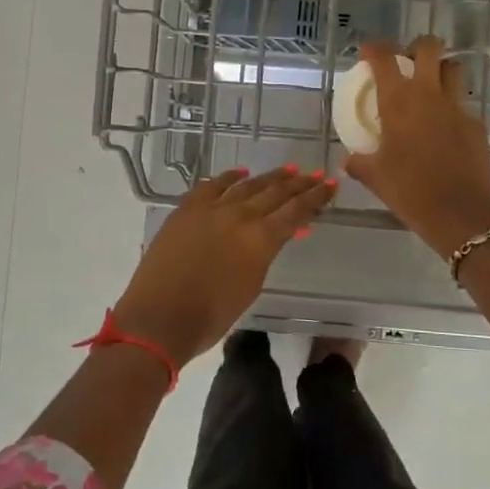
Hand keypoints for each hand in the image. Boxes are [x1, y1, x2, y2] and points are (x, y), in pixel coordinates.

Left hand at [112, 165, 337, 366]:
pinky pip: (212, 185)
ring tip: (288, 170)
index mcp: (261, 239)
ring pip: (247, 185)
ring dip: (269, 178)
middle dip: (298, 183)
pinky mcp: (186, 209)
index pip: (296, 211)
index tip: (330, 185)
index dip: (315, 198)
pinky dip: (229, 177)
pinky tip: (240, 173)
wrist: (160, 317)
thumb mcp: (251, 286)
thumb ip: (264, 255)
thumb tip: (273, 237)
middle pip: (276, 193)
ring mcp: (211, 208)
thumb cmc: (210, 316)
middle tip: (315, 174)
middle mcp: (240, 215)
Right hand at [341, 36, 489, 258]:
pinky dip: (453, 109)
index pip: (384, 58)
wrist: (459, 213)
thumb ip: (358, 163)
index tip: (368, 52)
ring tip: (431, 87)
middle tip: (408, 62)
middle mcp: (429, 94)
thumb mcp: (375, 177)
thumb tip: (348, 160)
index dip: (374, 48)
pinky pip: (464, 106)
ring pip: (454, 70)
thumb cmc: (409, 190)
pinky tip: (446, 129)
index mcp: (398, 100)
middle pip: (429, 48)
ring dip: (442, 70)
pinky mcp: (477, 126)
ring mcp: (457, 108)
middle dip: (418, 47)